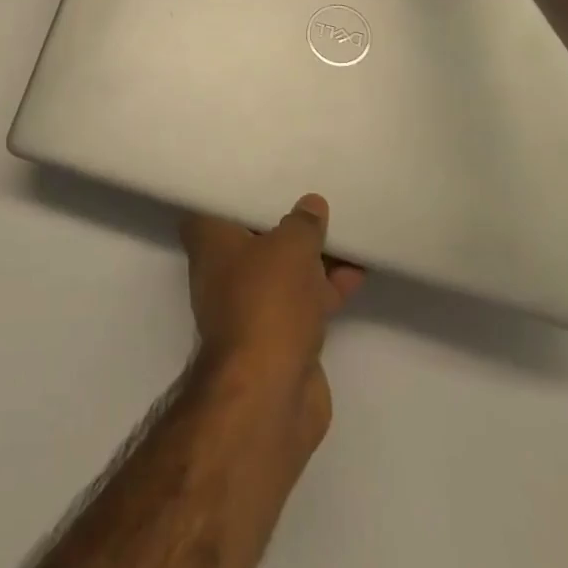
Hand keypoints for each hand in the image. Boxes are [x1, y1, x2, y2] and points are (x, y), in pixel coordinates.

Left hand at [181, 195, 363, 446]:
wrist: (270, 393)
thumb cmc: (266, 301)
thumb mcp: (290, 247)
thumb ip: (303, 223)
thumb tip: (311, 205)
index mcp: (210, 242)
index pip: (213, 204)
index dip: (232, 190)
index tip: (257, 174)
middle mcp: (223, 271)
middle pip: (254, 236)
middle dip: (282, 221)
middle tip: (311, 196)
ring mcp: (251, 306)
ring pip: (283, 269)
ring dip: (312, 255)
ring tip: (345, 228)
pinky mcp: (279, 336)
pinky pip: (303, 299)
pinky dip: (325, 286)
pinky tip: (357, 269)